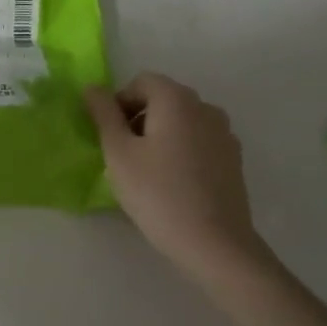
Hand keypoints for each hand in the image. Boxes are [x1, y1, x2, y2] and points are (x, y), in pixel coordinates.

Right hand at [84, 73, 269, 281]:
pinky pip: (198, 142)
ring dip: (160, 135)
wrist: (214, 243)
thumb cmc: (158, 194)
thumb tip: (92, 88)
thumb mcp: (118, 153)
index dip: (118, 102)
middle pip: (164, 99)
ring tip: (146, 171)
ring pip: (182, 121)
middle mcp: (205, 107)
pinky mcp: (233, 159)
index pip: (141, 82)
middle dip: (138, 118)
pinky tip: (172, 183)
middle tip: (122, 155)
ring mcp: (224, 134)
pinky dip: (181, 150)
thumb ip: (104, 115)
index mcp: (176, 99)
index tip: (108, 135)